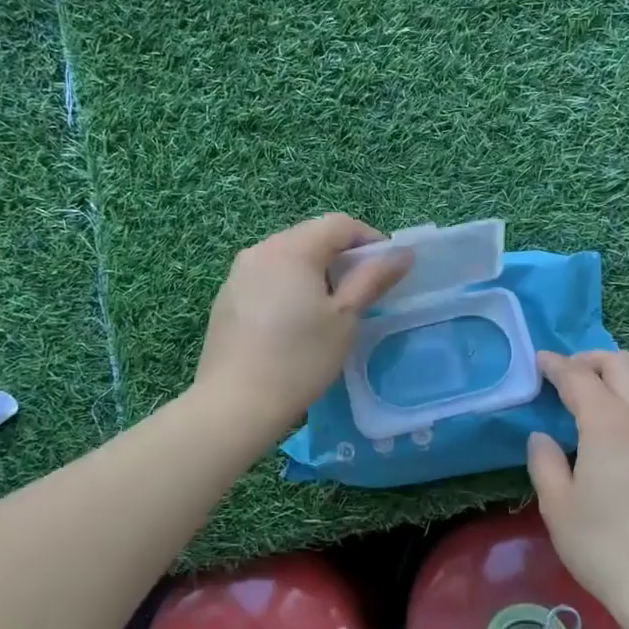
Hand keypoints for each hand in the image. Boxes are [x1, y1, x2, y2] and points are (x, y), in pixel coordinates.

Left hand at [196, 214, 412, 433]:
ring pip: (287, 257)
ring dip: (315, 271)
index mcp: (292, 248)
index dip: (369, 240)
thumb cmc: (300, 358)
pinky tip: (294, 323)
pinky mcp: (226, 298)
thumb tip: (402, 253)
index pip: (339, 224)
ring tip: (330, 308)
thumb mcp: (345, 318)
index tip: (386, 270)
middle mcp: (261, 250)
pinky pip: (266, 278)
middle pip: (311, 236)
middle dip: (341, 256)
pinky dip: (288, 287)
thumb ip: (372, 279)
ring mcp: (238, 274)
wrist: (235, 403)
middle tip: (362, 291)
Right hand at [526, 350, 628, 628]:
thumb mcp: (558, 506)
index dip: (555, 365)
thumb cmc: (604, 548)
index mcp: (610, 425)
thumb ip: (544, 462)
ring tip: (582, 407)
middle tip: (564, 376)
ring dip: (612, 383)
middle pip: (623, 365)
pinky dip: (626, 408)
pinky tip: (609, 440)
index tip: (538, 362)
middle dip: (591, 360)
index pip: (579, 377)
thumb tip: (543, 437)